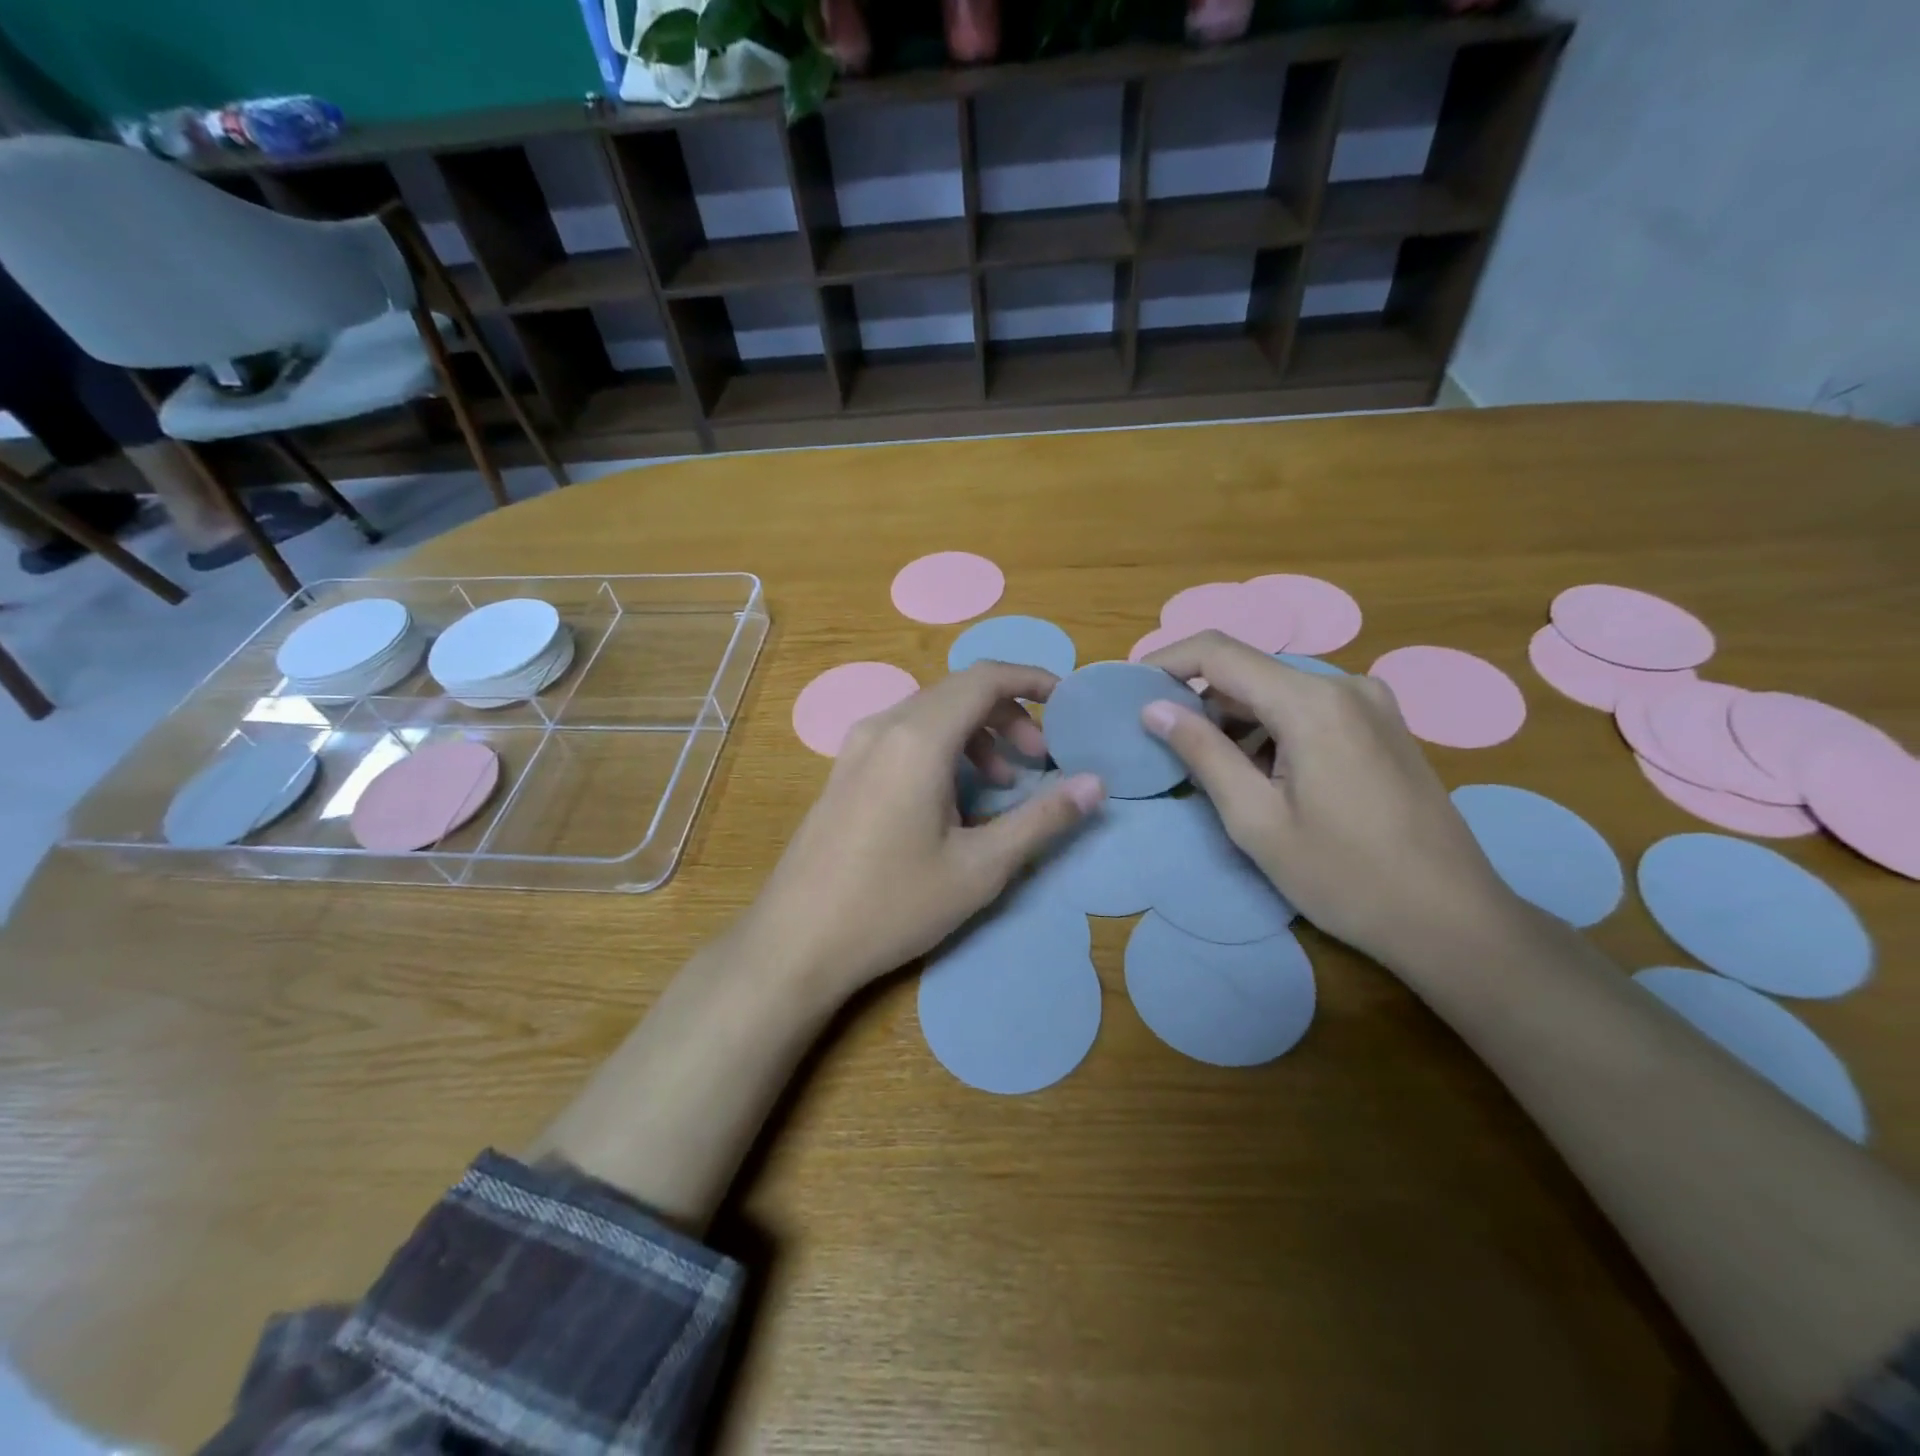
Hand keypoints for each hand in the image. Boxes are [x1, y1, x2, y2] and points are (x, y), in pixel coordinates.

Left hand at [743, 662, 1102, 996]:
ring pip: (929, 714)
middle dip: (1008, 715)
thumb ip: (1042, 819)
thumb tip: (1095, 784)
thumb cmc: (893, 904)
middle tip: (1039, 760)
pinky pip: (903, 736)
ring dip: (975, 734)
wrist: (795, 942)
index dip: (1032, 680)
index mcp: (918, 738)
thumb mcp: (980, 868)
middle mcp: (883, 726)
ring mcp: (856, 747)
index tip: (1066, 704)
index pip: (985, 678)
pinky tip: (952, 800)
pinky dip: (942, 748)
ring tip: (1002, 783)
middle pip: (958, 692)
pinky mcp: (843, 771)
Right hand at [1138, 631, 1523, 972]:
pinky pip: (1308, 709)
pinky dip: (1270, 730)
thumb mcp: (1255, 820)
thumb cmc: (1343, 876)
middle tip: (1161, 742)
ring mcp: (1371, 703)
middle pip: (1249, 671)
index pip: (1219, 652)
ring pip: (1278, 692)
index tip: (1129, 689)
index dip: (1165, 662)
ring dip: (1235, 720)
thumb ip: (1202, 753)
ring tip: (1208, 769)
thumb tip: (1154, 709)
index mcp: (1311, 702)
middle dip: (1198, 699)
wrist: (1452, 919)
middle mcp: (1344, 685)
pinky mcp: (1383, 726)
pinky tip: (1261, 775)